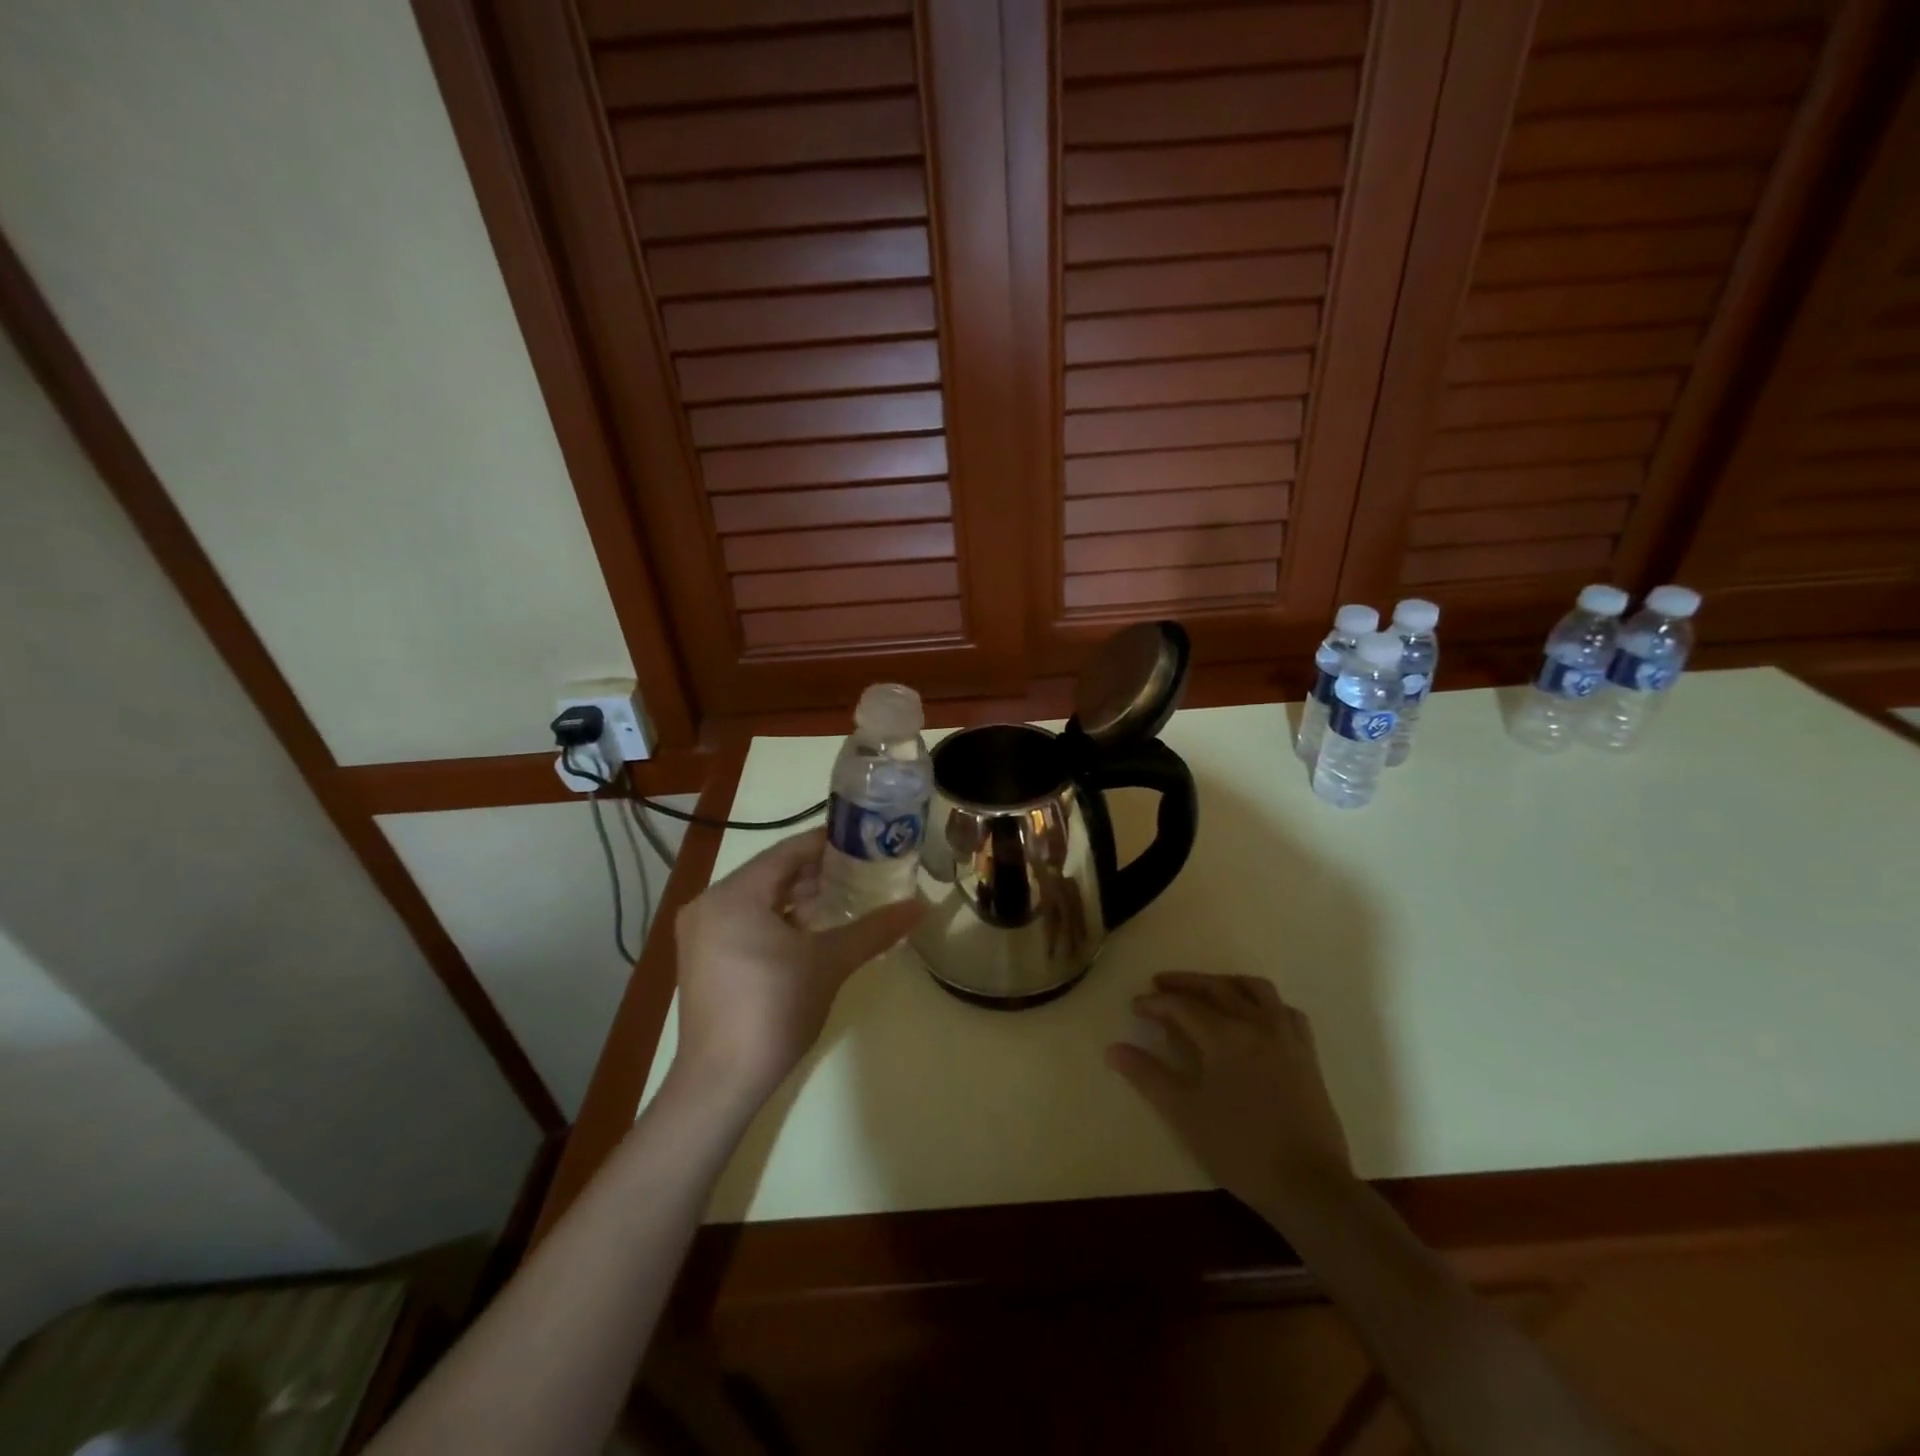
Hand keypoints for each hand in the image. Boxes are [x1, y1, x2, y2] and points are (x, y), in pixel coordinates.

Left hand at [669, 829, 923, 1111]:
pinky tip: (809, 931)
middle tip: (861, 871)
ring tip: (843, 899)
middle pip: (770, 874)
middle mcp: (709, 904)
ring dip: (797, 897)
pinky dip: (776, 920)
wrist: (721, 1082)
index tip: (863, 841)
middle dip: (815, 873)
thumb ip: (874, 929)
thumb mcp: (829, 963)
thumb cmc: (774, 1010)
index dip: (827, 844)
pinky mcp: (702, 959)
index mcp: (733, 895)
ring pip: (757, 899)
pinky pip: (744, 922)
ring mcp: (700, 933)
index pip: (786, 852)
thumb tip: (919, 906)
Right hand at [1108, 971, 1352, 1211]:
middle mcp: (1257, 1024)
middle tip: (1160, 984)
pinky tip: (1254, 1016)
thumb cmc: (1239, 1148)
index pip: (1182, 1006)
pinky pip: (1284, 1011)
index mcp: (1226, 1035)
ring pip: (1256, 990)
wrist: (1308, 1186)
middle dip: (1185, 983)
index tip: (1135, 1006)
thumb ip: (1147, 1076)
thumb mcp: (1184, 1113)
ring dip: (1226, 983)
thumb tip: (1113, 1049)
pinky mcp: (1307, 1055)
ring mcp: (1287, 1037)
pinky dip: (1263, 1003)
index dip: (1155, 1003)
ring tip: (1207, 990)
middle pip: (1217, 987)